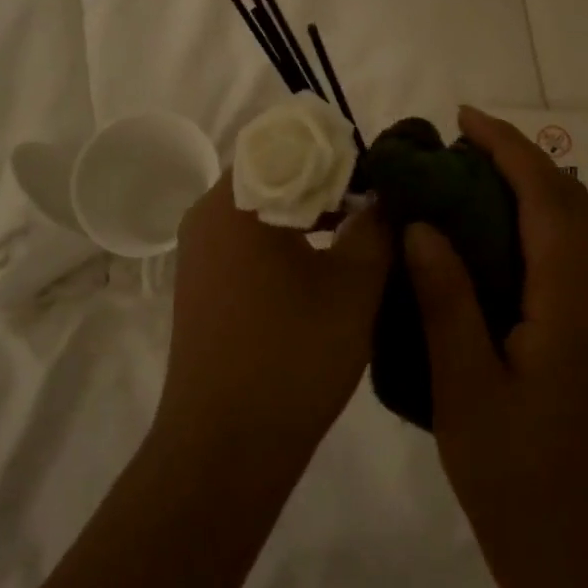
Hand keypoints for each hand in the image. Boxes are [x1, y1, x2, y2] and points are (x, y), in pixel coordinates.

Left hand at [160, 177, 393, 470]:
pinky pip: (249, 240)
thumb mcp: (353, 286)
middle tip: (380, 200)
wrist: (225, 447)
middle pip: (275, 172)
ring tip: (362, 228)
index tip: (381, 169)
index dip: (339, 149)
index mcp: (238, 200)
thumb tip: (387, 198)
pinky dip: (287, 239)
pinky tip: (326, 263)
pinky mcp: (203, 282)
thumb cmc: (292, 356)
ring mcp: (200, 251)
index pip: (288, 141)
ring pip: (263, 208)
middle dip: (329, 180)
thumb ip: (377, 228)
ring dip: (310, 211)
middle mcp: (208, 214)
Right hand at [405, 107, 587, 587]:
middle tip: (456, 143)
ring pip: (572, 228)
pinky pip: (566, 256)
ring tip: (465, 176)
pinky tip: (487, 237)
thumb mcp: (463, 386)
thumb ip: (445, 300)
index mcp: (573, 304)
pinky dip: (531, 224)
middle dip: (518, 158)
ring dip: (527, 188)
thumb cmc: (512, 474)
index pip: (547, 199)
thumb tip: (423, 226)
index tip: (463, 118)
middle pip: (568, 203)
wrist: (574, 551)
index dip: (508, 148)